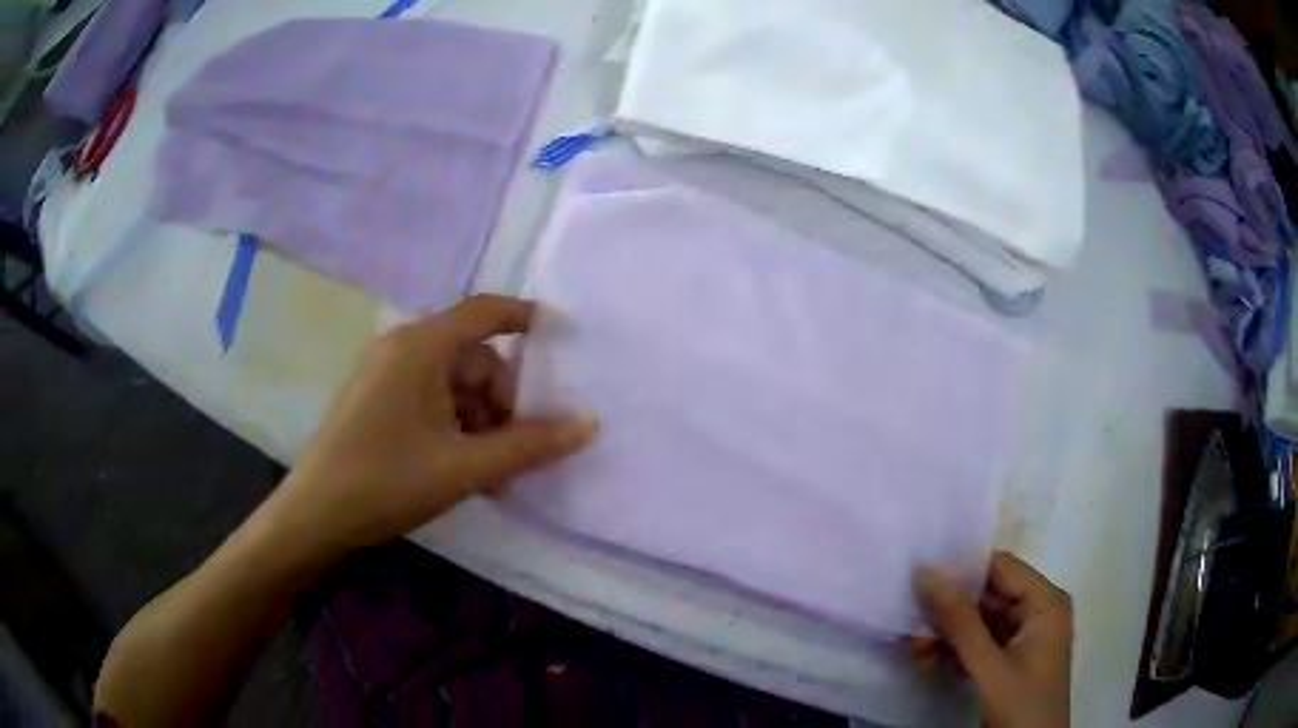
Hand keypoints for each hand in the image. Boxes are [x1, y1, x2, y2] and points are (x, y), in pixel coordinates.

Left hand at [268, 294, 596, 554]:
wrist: (315, 514)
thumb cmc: (387, 481)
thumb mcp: (465, 467)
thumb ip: (529, 445)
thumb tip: (588, 424)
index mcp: (422, 346)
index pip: (486, 311)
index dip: (526, 318)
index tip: (561, 337)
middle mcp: (403, 346)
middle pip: (474, 358)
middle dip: (501, 403)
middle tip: (511, 454)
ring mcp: (386, 372)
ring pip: (453, 383)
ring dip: (479, 422)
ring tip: (487, 474)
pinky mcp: (377, 398)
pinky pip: (430, 398)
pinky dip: (453, 426)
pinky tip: (459, 467)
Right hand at [914, 552, 1072, 727]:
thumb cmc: (1021, 706)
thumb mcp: (988, 667)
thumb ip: (960, 622)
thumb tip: (926, 572)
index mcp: (1045, 601)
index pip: (1001, 567)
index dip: (962, 569)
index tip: (919, 578)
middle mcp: (1037, 612)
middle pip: (988, 594)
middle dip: (948, 607)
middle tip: (907, 613)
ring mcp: (1023, 638)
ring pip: (979, 622)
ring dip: (946, 633)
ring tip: (911, 642)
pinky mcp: (1010, 661)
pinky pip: (979, 645)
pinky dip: (953, 651)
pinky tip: (924, 657)